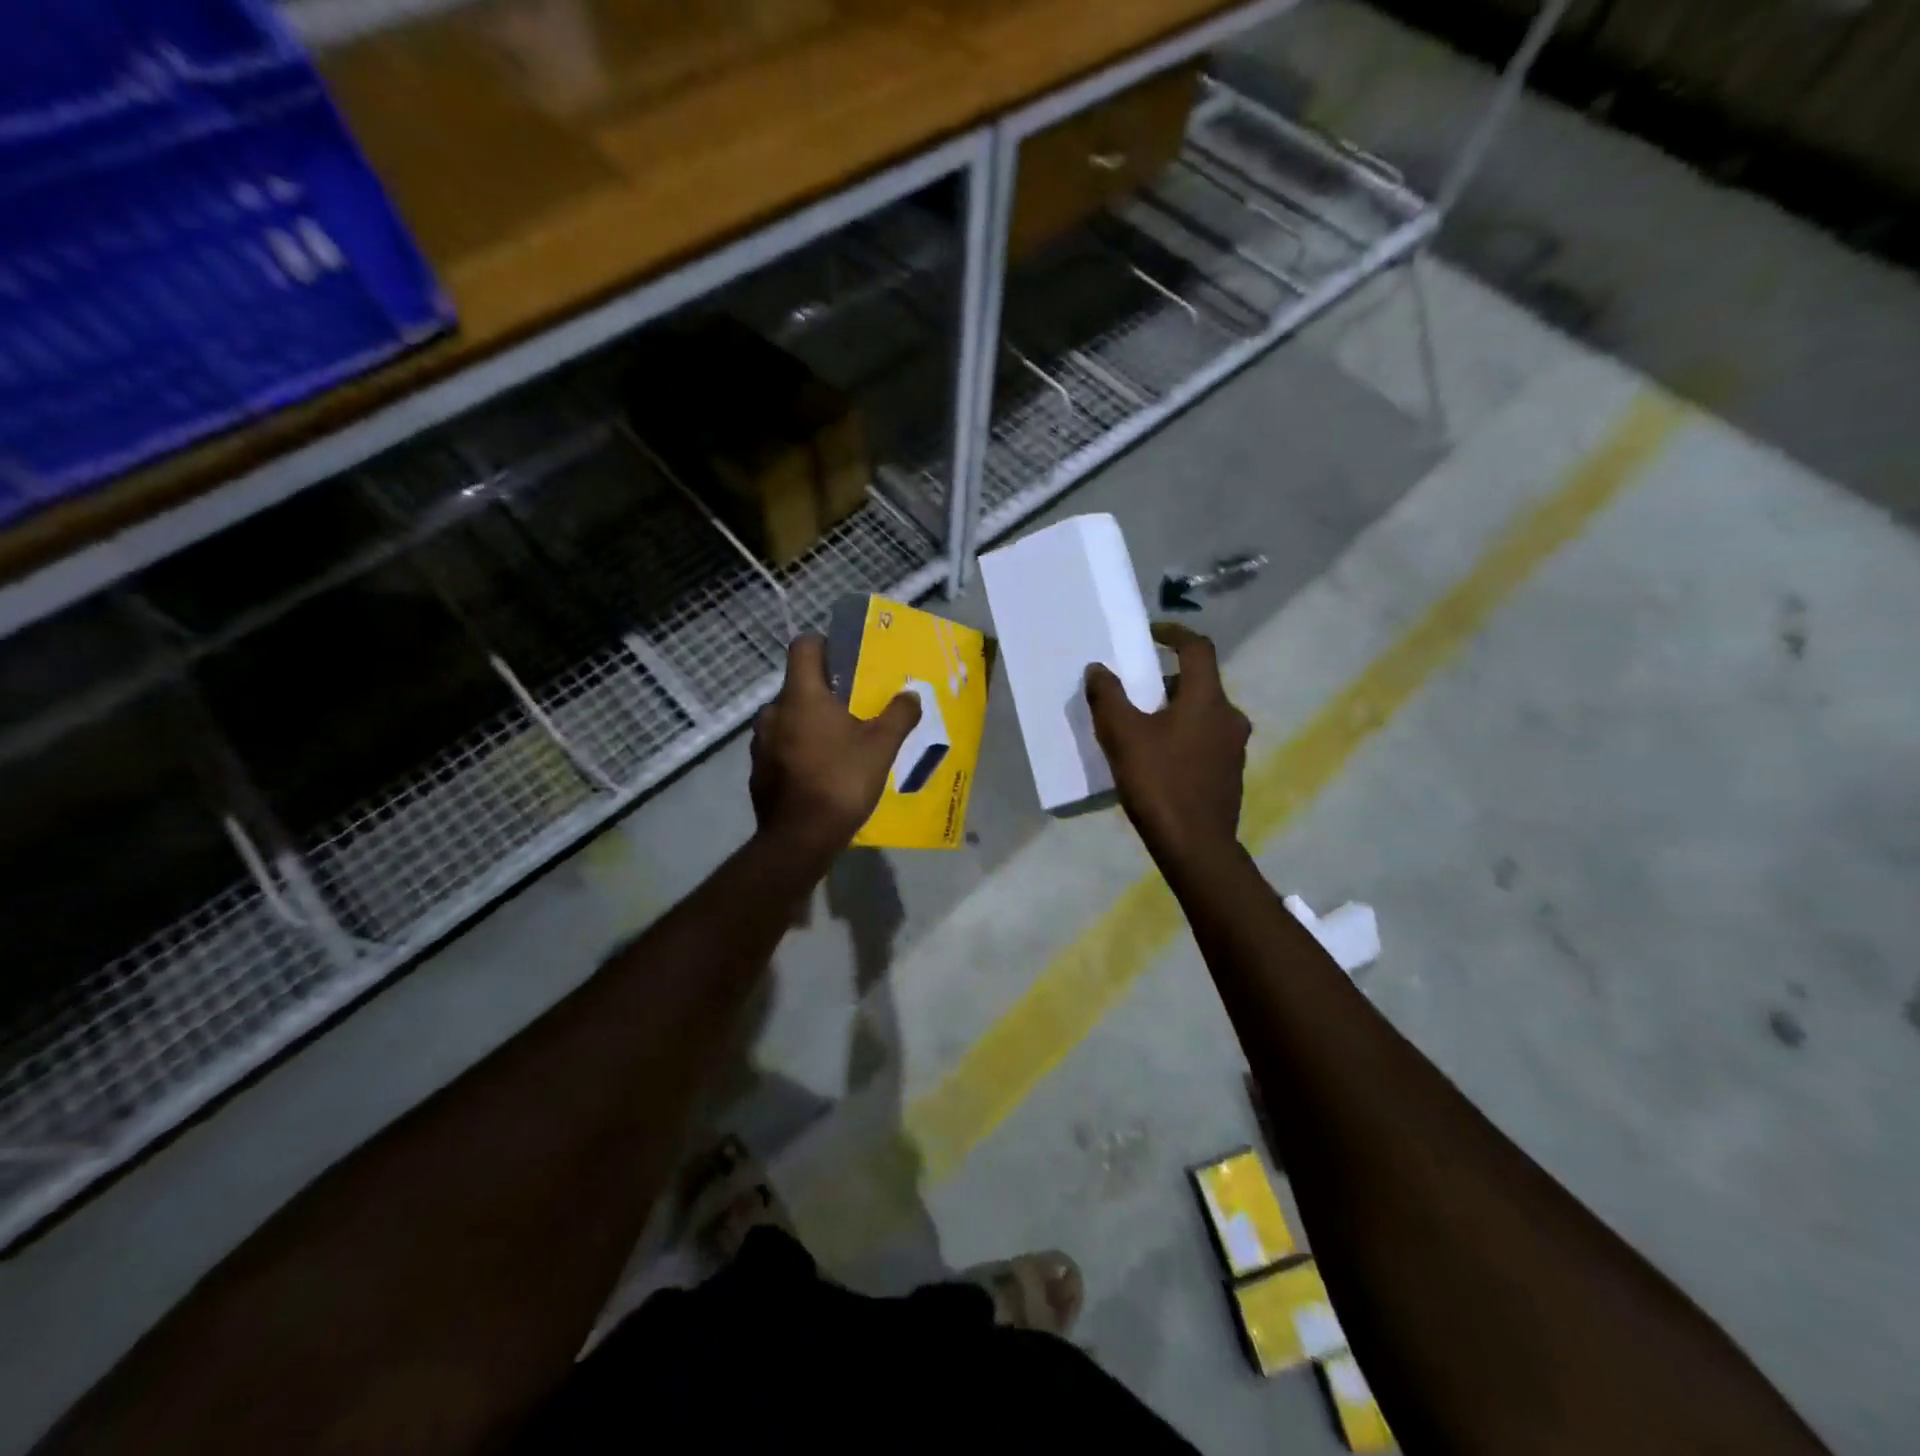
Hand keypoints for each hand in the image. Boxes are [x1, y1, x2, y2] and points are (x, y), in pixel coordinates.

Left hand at [750, 634, 921, 857]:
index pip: (804, 646)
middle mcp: (774, 712)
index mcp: (801, 696)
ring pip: (788, 718)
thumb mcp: (881, 747)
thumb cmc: (841, 782)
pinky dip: (798, 749)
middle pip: (798, 685)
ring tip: (839, 742)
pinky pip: (780, 746)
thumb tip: (911, 695)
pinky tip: (821, 771)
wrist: (799, 838)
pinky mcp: (758, 770)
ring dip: (810, 722)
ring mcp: (761, 742)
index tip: (846, 660)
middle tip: (854, 707)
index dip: (825, 645)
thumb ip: (898, 715)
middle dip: (824, 691)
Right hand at [1085, 623, 1250, 862]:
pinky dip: (1182, 734)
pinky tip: (1158, 758)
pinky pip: (1205, 739)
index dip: (1174, 633)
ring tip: (1141, 726)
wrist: (1196, 846)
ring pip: (1202, 713)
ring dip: (1174, 709)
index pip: (1198, 648)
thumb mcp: (1122, 736)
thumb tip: (1098, 669)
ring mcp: (1233, 747)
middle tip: (1135, 689)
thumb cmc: (1159, 783)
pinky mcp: (1229, 773)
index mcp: (1207, 699)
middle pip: (1199, 683)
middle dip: (1166, 680)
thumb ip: (1108, 697)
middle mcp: (1229, 717)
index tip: (1151, 633)